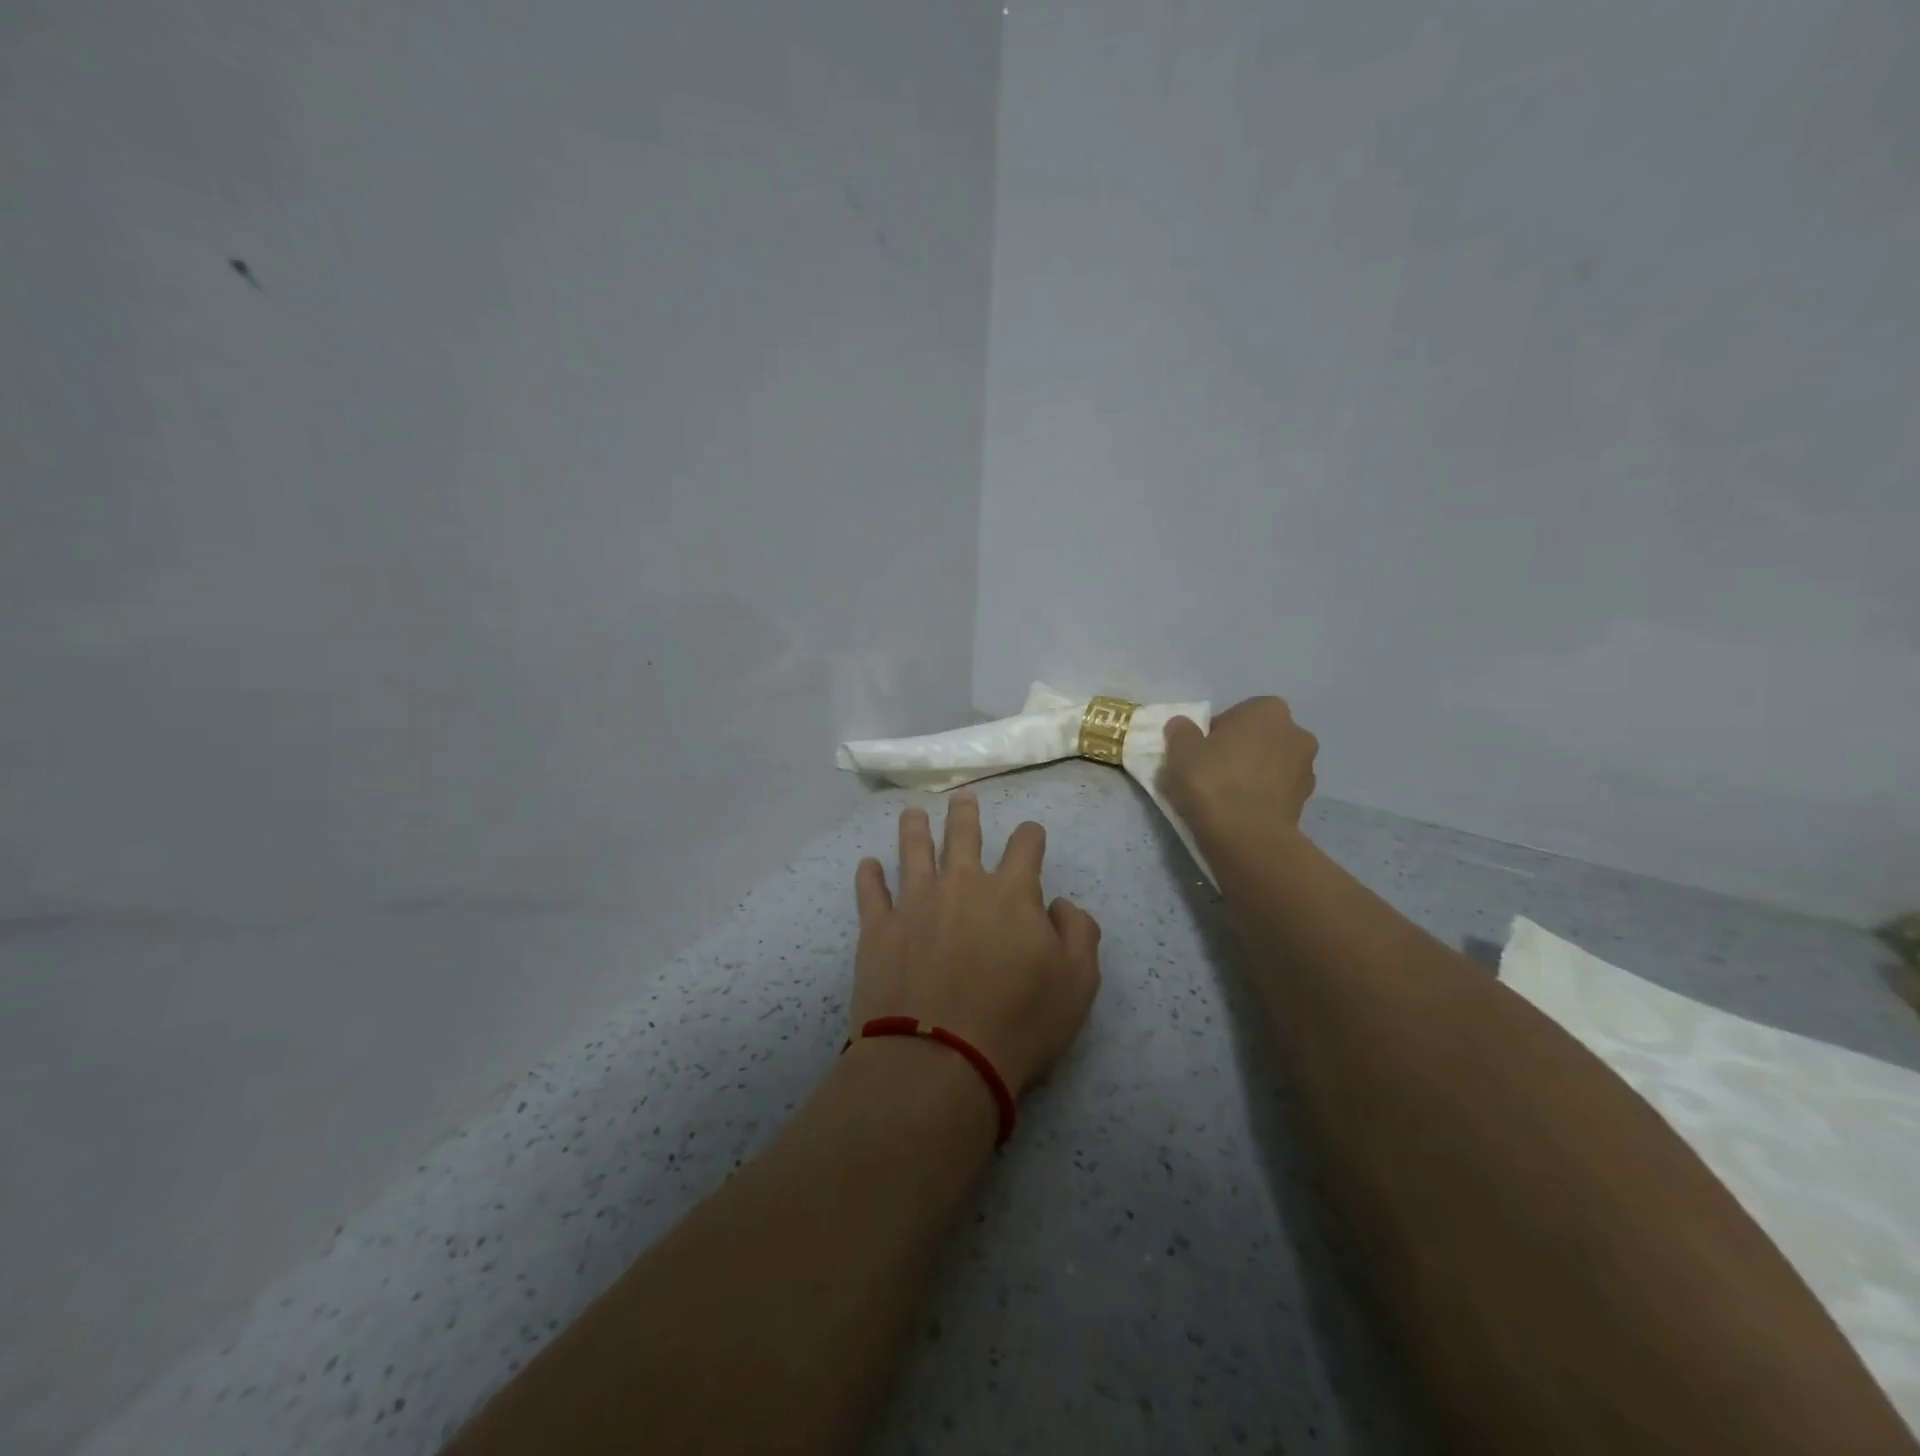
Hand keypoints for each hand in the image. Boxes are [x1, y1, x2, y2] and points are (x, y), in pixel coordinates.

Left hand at [851, 795, 1101, 1098]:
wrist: (941, 1058)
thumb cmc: (1019, 1022)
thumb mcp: (1078, 983)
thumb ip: (1078, 932)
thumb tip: (1059, 904)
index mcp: (1011, 892)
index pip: (1025, 847)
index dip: (1030, 836)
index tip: (1031, 835)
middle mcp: (961, 884)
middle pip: (963, 835)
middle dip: (965, 814)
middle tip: (962, 798)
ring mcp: (915, 902)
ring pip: (913, 850)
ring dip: (914, 829)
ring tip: (912, 813)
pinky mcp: (878, 929)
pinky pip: (870, 892)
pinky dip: (869, 876)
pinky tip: (867, 865)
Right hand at [1160, 696, 1318, 833]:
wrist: (1246, 836)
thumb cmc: (1212, 781)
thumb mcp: (1180, 750)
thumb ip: (1182, 731)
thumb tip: (1183, 726)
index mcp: (1268, 710)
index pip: (1235, 715)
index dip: (1214, 735)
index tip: (1199, 755)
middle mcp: (1296, 733)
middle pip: (1257, 739)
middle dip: (1238, 752)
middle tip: (1211, 774)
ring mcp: (1306, 769)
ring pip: (1269, 766)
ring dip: (1252, 776)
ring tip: (1225, 798)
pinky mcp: (1305, 802)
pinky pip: (1276, 792)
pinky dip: (1261, 798)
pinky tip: (1240, 813)